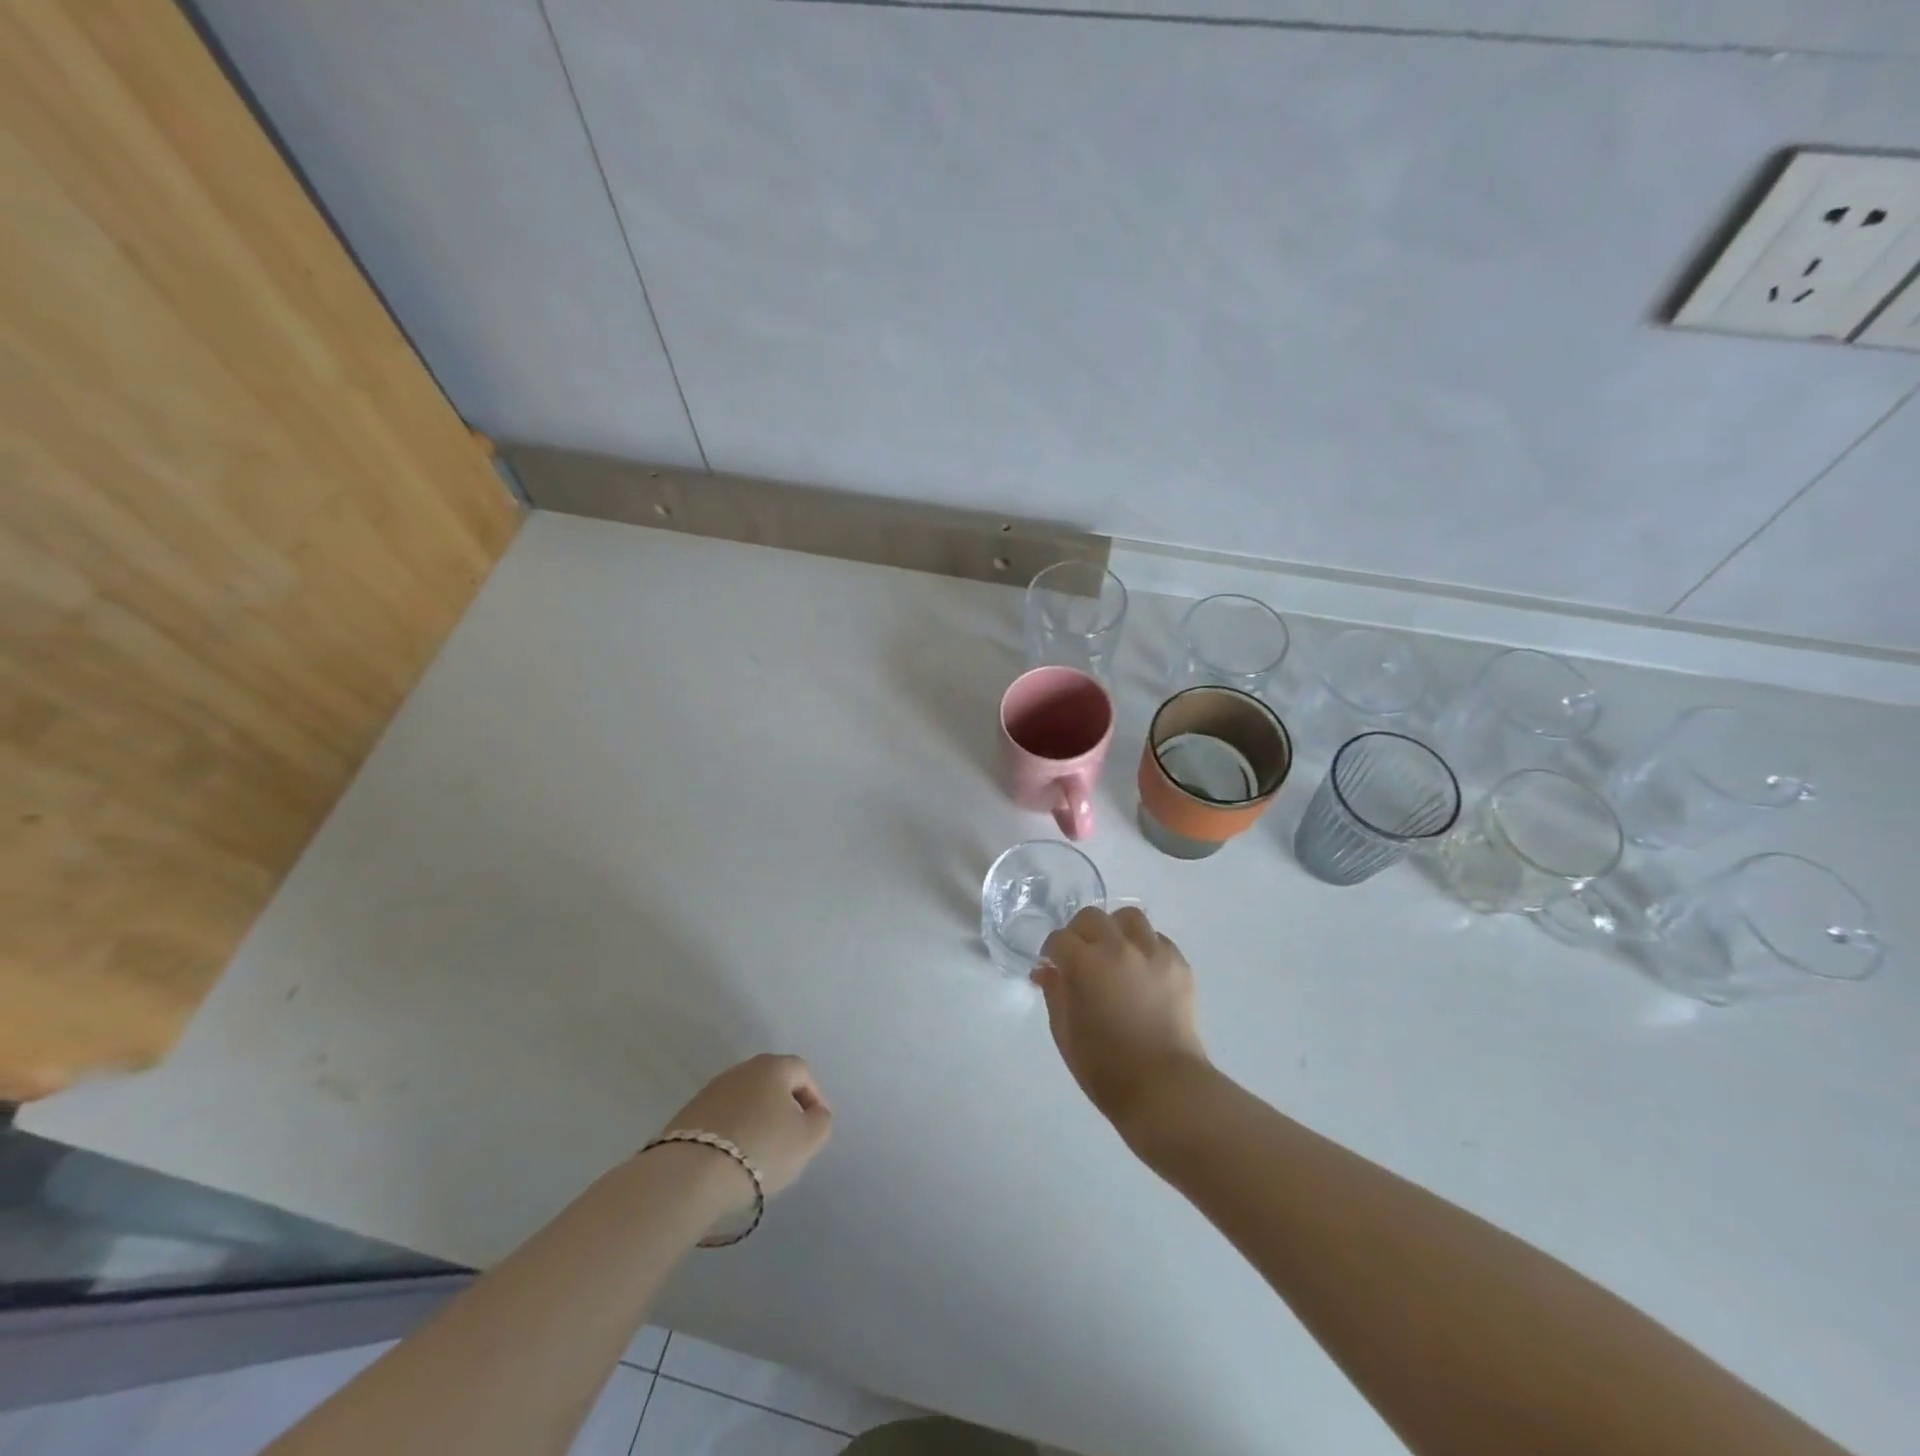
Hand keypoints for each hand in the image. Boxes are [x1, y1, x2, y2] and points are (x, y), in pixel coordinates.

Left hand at [662, 1054, 833, 1197]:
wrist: (691, 1173)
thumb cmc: (760, 1148)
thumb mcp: (807, 1139)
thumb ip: (821, 1121)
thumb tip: (814, 1113)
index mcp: (773, 1066)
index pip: (803, 1072)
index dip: (814, 1097)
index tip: (815, 1126)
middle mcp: (742, 1069)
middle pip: (772, 1084)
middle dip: (784, 1108)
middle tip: (790, 1139)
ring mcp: (711, 1090)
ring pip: (745, 1101)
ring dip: (757, 1120)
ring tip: (760, 1153)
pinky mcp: (688, 1114)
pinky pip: (722, 1119)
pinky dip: (733, 1133)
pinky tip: (732, 1159)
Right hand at [1033, 906, 1211, 1131]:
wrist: (1164, 1088)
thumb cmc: (1105, 1068)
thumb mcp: (1065, 1033)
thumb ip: (1054, 994)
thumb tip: (1046, 971)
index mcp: (1085, 964)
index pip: (1059, 939)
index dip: (1051, 952)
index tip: (1052, 966)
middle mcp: (1119, 947)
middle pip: (1092, 917)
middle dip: (1079, 933)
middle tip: (1080, 957)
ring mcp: (1153, 952)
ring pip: (1129, 917)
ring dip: (1115, 930)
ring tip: (1114, 953)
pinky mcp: (1179, 964)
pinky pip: (1158, 939)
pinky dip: (1144, 946)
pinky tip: (1141, 970)